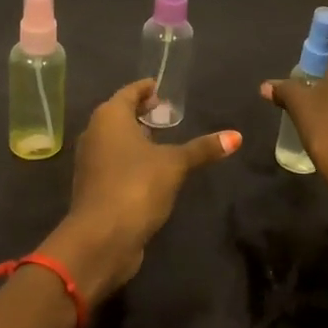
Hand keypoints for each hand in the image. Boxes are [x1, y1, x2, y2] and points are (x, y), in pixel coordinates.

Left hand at [41, 79, 240, 305]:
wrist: (101, 238)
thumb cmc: (136, 186)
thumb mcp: (175, 164)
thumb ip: (202, 149)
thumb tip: (236, 136)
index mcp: (109, 117)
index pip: (129, 92)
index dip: (147, 89)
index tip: (164, 89)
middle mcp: (94, 133)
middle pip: (119, 114)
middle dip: (142, 113)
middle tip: (168, 114)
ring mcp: (90, 161)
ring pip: (114, 140)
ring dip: (136, 138)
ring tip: (163, 140)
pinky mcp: (93, 186)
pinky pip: (113, 162)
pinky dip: (130, 159)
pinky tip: (150, 169)